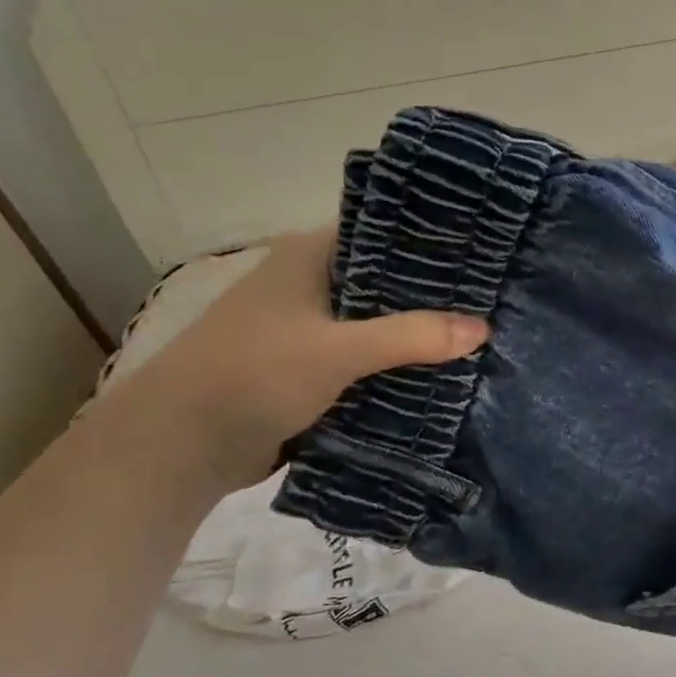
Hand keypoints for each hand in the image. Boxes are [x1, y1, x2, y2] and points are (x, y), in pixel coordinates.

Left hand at [116, 229, 488, 491]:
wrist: (180, 445)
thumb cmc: (253, 374)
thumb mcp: (337, 350)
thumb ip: (411, 337)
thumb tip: (484, 329)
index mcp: (309, 257)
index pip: (383, 231)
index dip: (432, 238)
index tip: (485, 248)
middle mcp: (312, 284)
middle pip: (389, 280)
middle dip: (437, 292)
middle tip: (496, 296)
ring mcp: (313, 328)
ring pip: (382, 322)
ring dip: (421, 332)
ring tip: (484, 332)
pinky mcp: (315, 367)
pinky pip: (372, 358)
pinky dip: (401, 364)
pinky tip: (445, 370)